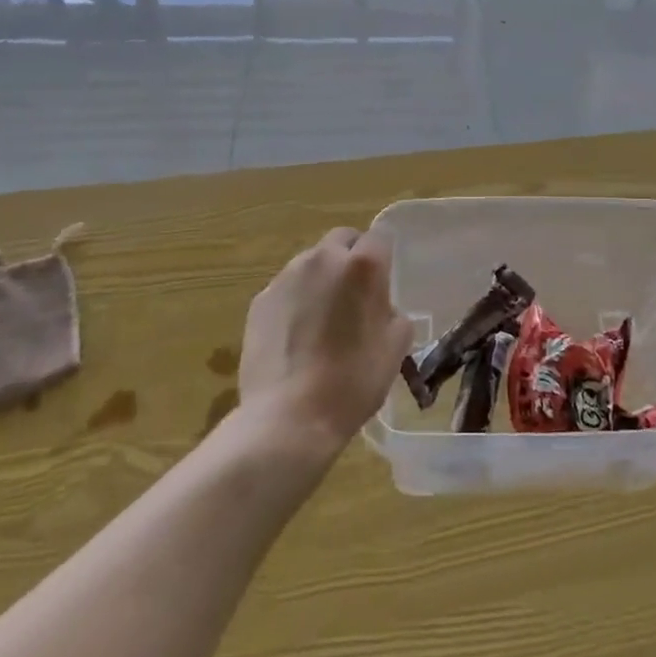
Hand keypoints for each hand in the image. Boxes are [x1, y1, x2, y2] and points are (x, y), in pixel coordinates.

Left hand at [237, 228, 413, 452]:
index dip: (383, 257)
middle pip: (342, 240)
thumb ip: (393, 314)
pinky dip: (295, 302)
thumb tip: (381, 308)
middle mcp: (322, 259)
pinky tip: (296, 338)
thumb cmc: (352, 382)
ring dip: (321, 279)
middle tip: (354, 296)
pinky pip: (286, 289)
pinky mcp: (259, 300)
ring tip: (322, 320)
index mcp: (362, 266)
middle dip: (350, 258)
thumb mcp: (395, 348)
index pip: (379, 237)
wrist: (288, 419)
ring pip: (311, 263)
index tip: (383, 282)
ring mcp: (286, 277)